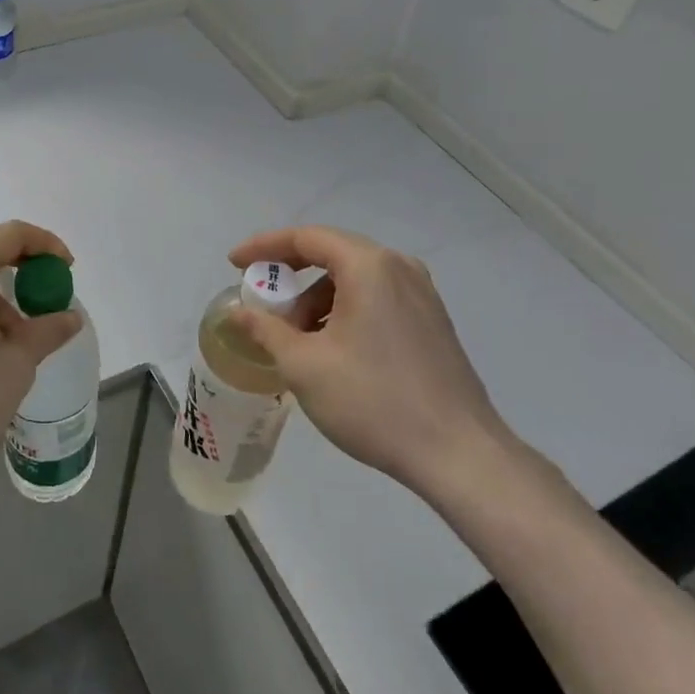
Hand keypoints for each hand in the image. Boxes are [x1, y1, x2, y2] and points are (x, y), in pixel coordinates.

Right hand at [227, 226, 519, 501]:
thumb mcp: (304, 365)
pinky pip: (377, 297)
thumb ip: (265, 330)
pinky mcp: (433, 321)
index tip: (234, 264)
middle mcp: (399, 267)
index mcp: (369, 265)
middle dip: (290, 276)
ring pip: (354, 278)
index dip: (264, 247)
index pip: (305, 238)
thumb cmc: (374, 401)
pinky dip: (345, 310)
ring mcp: (422, 293)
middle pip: (331, 253)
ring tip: (297, 338)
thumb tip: (239, 312)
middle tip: (263, 301)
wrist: (460, 456)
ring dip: (318, 298)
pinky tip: (333, 348)